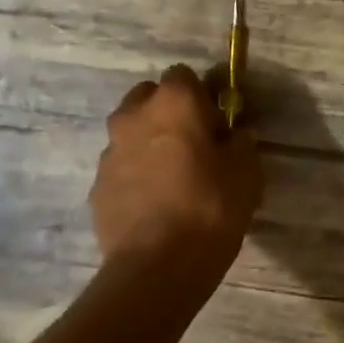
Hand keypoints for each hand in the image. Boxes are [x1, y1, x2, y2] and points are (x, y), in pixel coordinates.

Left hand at [90, 65, 259, 276]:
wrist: (156, 267)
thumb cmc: (210, 209)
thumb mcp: (246, 173)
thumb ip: (240, 143)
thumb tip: (234, 135)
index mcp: (172, 103)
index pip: (185, 75)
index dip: (203, 97)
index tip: (217, 125)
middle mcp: (132, 117)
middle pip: (150, 98)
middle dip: (170, 114)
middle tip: (195, 147)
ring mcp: (109, 152)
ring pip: (132, 134)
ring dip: (151, 145)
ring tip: (174, 181)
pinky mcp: (97, 186)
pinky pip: (122, 168)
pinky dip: (136, 177)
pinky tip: (156, 206)